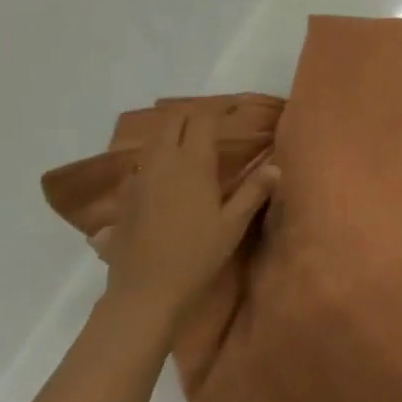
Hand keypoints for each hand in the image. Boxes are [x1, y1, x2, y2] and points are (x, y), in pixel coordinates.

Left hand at [89, 107, 278, 331]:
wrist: (144, 292)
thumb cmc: (195, 256)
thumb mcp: (232, 225)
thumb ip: (253, 192)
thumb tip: (275, 167)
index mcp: (191, 163)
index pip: (202, 119)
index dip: (218, 109)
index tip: (234, 109)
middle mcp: (162, 161)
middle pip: (173, 119)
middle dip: (193, 113)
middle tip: (214, 121)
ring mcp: (139, 177)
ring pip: (155, 138)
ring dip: (173, 131)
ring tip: (192, 141)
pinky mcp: (126, 195)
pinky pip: (143, 161)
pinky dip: (158, 155)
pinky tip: (168, 173)